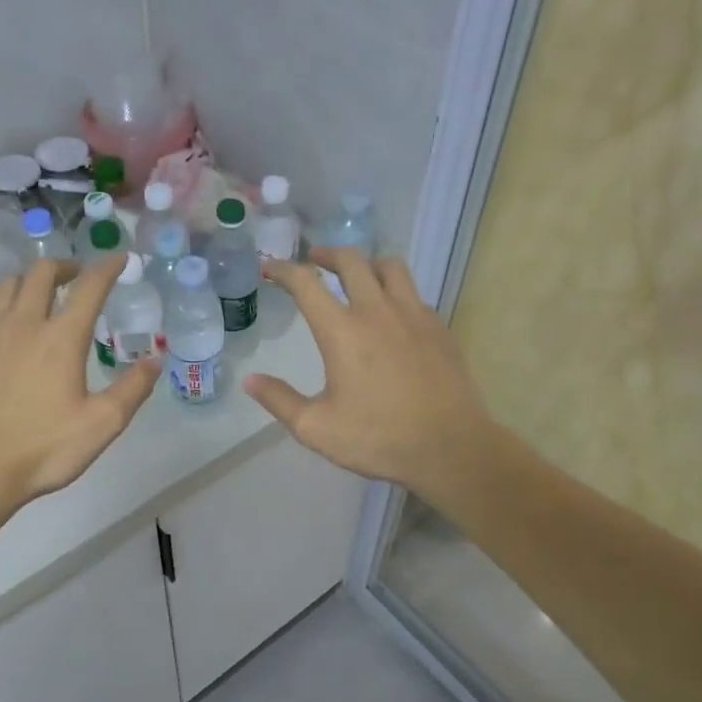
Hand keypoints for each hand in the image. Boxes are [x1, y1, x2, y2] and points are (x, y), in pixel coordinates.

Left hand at [0, 257, 159, 516]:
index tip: (119, 258)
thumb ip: (132, 389)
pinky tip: (0, 337)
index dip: (107, 268)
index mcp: (61, 339)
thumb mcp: (102, 425)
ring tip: (37, 298)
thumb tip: (155, 361)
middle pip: (40, 274)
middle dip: (63, 267)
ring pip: (4, 288)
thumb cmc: (42, 449)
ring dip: (26, 284)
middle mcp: (21, 324)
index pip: (89, 288)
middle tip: (75, 277)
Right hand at [245, 248, 496, 495]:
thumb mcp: (317, 429)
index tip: (270, 266)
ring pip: (390, 267)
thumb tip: (251, 381)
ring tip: (357, 275)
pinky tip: (392, 313)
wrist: (450, 447)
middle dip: (326, 254)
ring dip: (367, 264)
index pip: (306, 284)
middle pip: (351, 261)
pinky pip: (414, 293)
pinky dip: (396, 291)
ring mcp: (414, 316)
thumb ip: (280, 401)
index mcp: (342, 332)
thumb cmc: (379, 439)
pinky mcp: (439, 328)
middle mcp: (378, 311)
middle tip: (314, 261)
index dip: (283, 270)